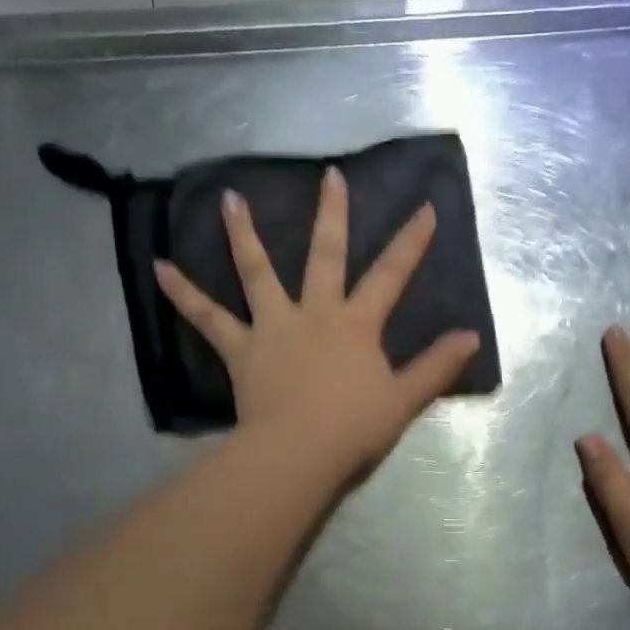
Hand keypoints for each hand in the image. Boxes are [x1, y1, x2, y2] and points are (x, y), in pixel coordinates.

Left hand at [154, 166, 479, 479]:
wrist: (298, 453)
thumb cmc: (353, 428)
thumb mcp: (404, 400)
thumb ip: (436, 367)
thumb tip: (471, 337)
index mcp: (356, 325)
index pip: (391, 276)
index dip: (410, 243)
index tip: (425, 208)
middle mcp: (315, 313)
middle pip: (325, 255)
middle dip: (331, 215)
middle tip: (329, 176)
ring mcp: (274, 327)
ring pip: (258, 272)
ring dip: (244, 234)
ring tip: (230, 198)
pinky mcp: (241, 349)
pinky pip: (209, 318)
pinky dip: (184, 293)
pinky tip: (158, 268)